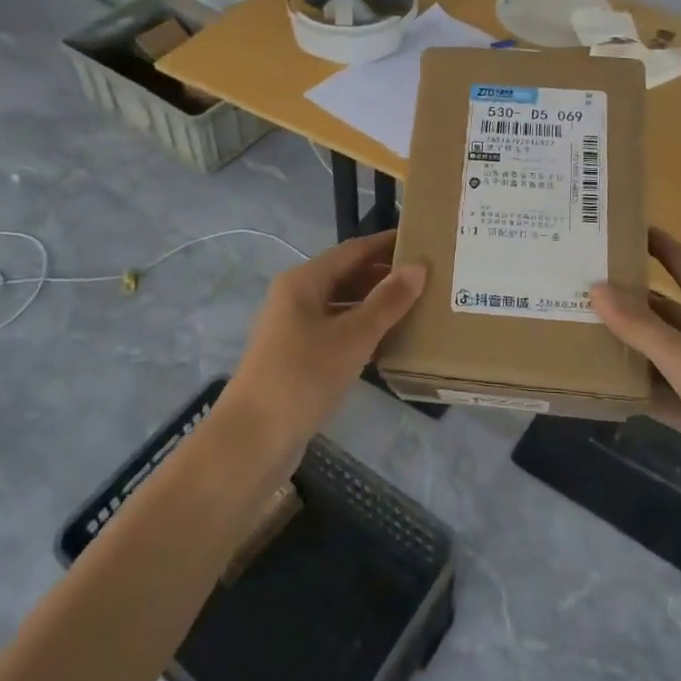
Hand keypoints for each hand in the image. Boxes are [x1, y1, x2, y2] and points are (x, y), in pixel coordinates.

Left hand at [225, 230, 425, 454]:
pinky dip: (363, 332)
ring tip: (417, 306)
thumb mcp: (352, 337)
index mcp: (303, 281)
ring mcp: (295, 329)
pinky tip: (390, 342)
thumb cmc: (302, 377)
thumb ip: (387, 302)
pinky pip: (337, 332)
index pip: (353, 250)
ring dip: (376, 305)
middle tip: (428, 277)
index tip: (422, 239)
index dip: (386, 244)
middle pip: (347, 275)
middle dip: (384, 275)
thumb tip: (418, 266)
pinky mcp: (298, 358)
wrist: (252, 440)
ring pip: (343, 306)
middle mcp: (296, 298)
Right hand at [591, 228, 680, 525]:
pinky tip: (596, 383)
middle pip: (661, 310)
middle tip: (576, 285)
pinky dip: (632, 388)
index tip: (621, 226)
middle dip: (625, 299)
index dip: (658, 244)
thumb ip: (641, 327)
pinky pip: (657, 392)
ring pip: (655, 352)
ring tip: (575, 329)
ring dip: (624, 345)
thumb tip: (596, 288)